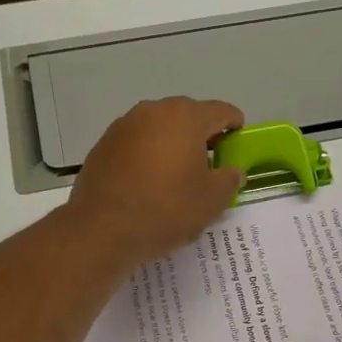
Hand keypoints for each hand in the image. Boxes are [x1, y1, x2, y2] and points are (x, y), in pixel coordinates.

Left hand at [68, 98, 245, 266]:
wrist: (104, 230)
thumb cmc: (167, 210)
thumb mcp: (212, 201)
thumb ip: (229, 179)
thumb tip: (232, 170)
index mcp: (186, 117)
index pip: (221, 111)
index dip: (234, 125)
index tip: (238, 141)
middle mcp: (153, 111)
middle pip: (187, 116)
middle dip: (201, 135)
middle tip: (210, 162)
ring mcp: (123, 126)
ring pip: (158, 129)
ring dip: (171, 144)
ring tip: (177, 174)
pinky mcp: (103, 145)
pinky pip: (135, 144)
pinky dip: (147, 156)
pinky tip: (148, 183)